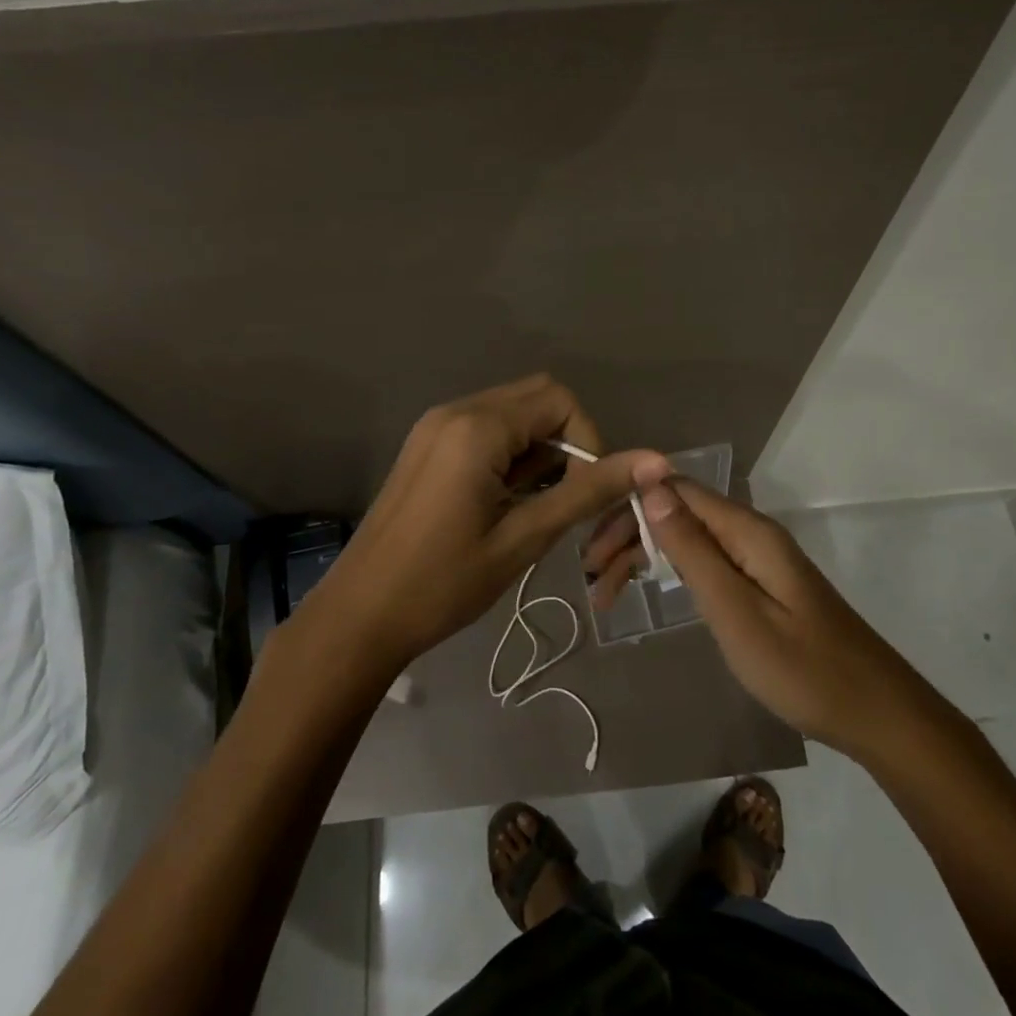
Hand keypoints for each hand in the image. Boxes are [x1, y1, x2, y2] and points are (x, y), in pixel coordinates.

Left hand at [316, 374, 667, 671]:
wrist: (360, 615)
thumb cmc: (444, 583)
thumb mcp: (524, 537)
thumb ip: (588, 492)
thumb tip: (655, 461)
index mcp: (477, 427)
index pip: (560, 402)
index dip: (588, 442)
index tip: (584, 495)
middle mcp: (455, 411)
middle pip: (536, 399)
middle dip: (564, 444)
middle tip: (562, 501)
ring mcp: (436, 426)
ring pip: (512, 415)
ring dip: (537, 452)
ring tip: (531, 511)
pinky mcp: (427, 446)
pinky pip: (485, 430)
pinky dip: (510, 456)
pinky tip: (504, 504)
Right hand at [583, 476, 910, 758]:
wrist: (876, 714)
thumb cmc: (802, 669)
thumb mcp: (736, 612)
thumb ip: (693, 549)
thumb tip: (651, 486)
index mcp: (747, 531)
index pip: (674, 490)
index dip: (627, 508)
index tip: (590, 548)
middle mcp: (751, 532)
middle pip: (678, 511)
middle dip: (630, 536)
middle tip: (592, 582)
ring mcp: (759, 557)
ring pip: (689, 536)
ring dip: (645, 555)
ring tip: (607, 593)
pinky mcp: (763, 582)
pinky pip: (707, 559)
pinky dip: (671, 570)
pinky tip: (652, 589)